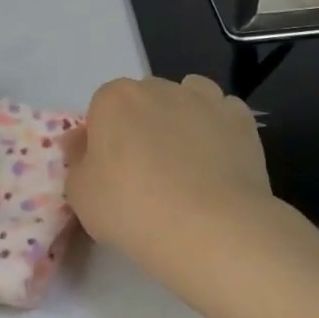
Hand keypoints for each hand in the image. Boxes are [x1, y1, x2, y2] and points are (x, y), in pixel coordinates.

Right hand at [64, 75, 274, 281]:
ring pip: (187, 98)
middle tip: (146, 173)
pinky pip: (223, 116)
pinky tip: (219, 163)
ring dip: (182, 119)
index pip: (102, 109)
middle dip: (142, 126)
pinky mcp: (241, 120)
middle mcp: (158, 87)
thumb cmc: (132, 209)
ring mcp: (204, 99)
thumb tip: (82, 143)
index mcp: (114, 99)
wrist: (210, 229)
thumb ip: (77, 161)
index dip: (104, 139)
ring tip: (186, 164)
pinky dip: (219, 132)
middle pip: (144, 100)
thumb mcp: (80, 194)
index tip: (110, 171)